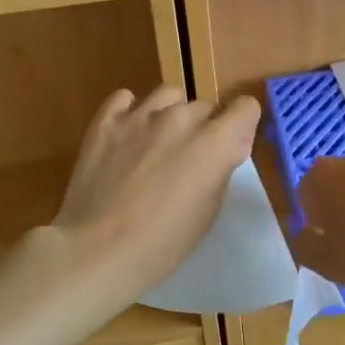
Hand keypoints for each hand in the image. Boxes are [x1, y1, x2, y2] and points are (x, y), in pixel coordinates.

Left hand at [44, 85, 261, 316]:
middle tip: (186, 161)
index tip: (230, 148)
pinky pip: (125, 98)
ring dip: (170, 114)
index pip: (245, 108)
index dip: (241, 126)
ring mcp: (140, 115)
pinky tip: (126, 134)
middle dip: (202, 128)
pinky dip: (131, 111)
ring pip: (168, 95)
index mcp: (214, 142)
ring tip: (155, 143)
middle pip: (203, 107)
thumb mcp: (208, 211)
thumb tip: (228, 147)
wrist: (99, 249)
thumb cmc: (163, 243)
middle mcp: (180, 118)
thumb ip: (220, 170)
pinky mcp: (105, 121)